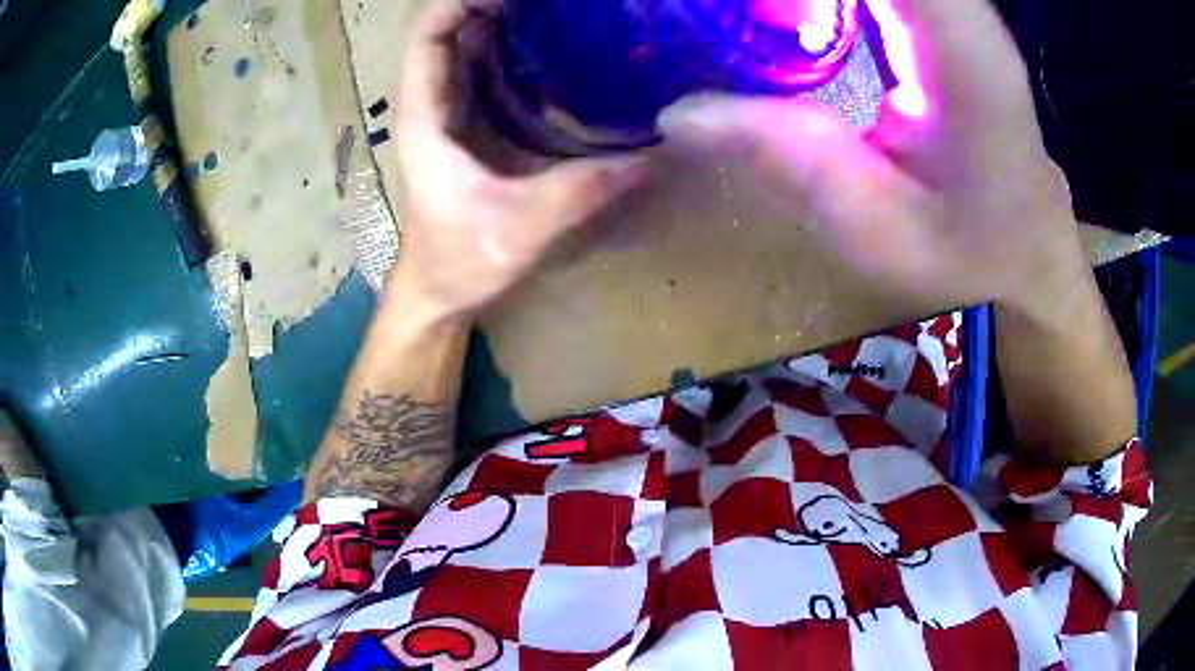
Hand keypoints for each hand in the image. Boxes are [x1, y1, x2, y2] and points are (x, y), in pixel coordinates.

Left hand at [388, 0, 647, 317]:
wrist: (439, 292)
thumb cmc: (461, 260)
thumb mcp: (522, 225)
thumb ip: (584, 190)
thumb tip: (651, 159)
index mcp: (427, 118)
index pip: (428, 38)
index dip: (460, 3)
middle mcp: (434, 107)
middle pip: (451, 34)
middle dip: (492, 7)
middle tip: (550, 3)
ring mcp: (451, 117)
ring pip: (468, 52)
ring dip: (504, 26)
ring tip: (556, 14)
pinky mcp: (470, 131)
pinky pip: (487, 77)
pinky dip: (513, 56)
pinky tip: (554, 53)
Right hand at [659, 0, 1084, 312]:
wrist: (1030, 246)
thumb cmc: (971, 252)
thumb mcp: (881, 232)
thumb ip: (793, 163)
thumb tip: (678, 114)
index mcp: (962, 53)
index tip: (769, 18)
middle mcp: (963, 11)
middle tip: (766, 23)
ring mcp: (954, 6)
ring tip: (782, 25)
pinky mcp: (939, 11)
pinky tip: (805, 22)